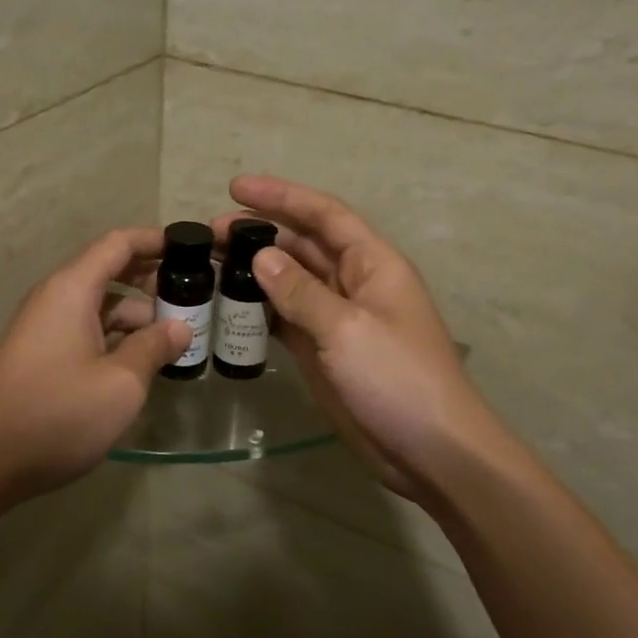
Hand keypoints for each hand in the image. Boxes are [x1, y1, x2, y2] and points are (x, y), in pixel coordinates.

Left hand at [0, 228, 189, 499]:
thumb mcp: (121, 382)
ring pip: (99, 306)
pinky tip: (142, 362)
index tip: (194, 250)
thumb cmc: (59, 414)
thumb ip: (154, 347)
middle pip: (109, 272)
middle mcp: (55, 299)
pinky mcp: (41, 356)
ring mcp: (45, 329)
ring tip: (177, 338)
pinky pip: (86, 331)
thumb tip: (179, 327)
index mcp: (71, 290)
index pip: (118, 244)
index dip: (157, 241)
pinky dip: (116, 338)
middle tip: (195, 299)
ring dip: (137, 316)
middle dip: (152, 281)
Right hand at [214, 176, 515, 505]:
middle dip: (259, 234)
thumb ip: (301, 292)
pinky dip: (259, 310)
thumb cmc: (398, 379)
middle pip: (302, 245)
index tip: (235, 187)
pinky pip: (286, 318)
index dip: (282, 196)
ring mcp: (336, 319)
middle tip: (208, 235)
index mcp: (372, 264)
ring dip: (253, 271)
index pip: (324, 215)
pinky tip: (228, 305)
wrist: (429, 449)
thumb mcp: (348, 329)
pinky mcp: (322, 350)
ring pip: (289, 282)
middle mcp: (353, 283)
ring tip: (208, 265)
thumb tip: (260, 258)